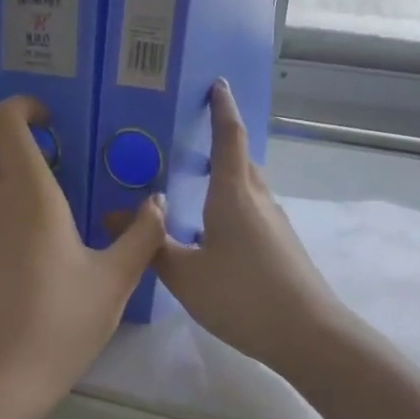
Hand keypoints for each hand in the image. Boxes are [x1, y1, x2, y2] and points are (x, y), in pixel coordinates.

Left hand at [0, 96, 164, 417]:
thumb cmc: (60, 326)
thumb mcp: (113, 283)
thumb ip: (141, 235)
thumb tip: (157, 203)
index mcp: (29, 195)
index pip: (7, 121)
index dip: (24, 107)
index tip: (50, 120)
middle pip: (6, 162)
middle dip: (37, 167)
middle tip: (73, 197)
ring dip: (20, 206)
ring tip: (52, 248)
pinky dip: (1, 238)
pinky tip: (23, 282)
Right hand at [155, 80, 346, 375]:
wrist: (308, 334)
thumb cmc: (242, 295)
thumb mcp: (185, 275)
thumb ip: (151, 245)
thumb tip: (111, 215)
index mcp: (233, 194)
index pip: (229, 137)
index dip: (222, 108)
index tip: (217, 84)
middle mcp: (258, 199)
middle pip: (241, 159)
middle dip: (221, 142)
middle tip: (191, 137)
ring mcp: (275, 223)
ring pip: (248, 187)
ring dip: (227, 176)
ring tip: (197, 184)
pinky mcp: (282, 246)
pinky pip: (253, 210)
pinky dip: (233, 204)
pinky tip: (214, 231)